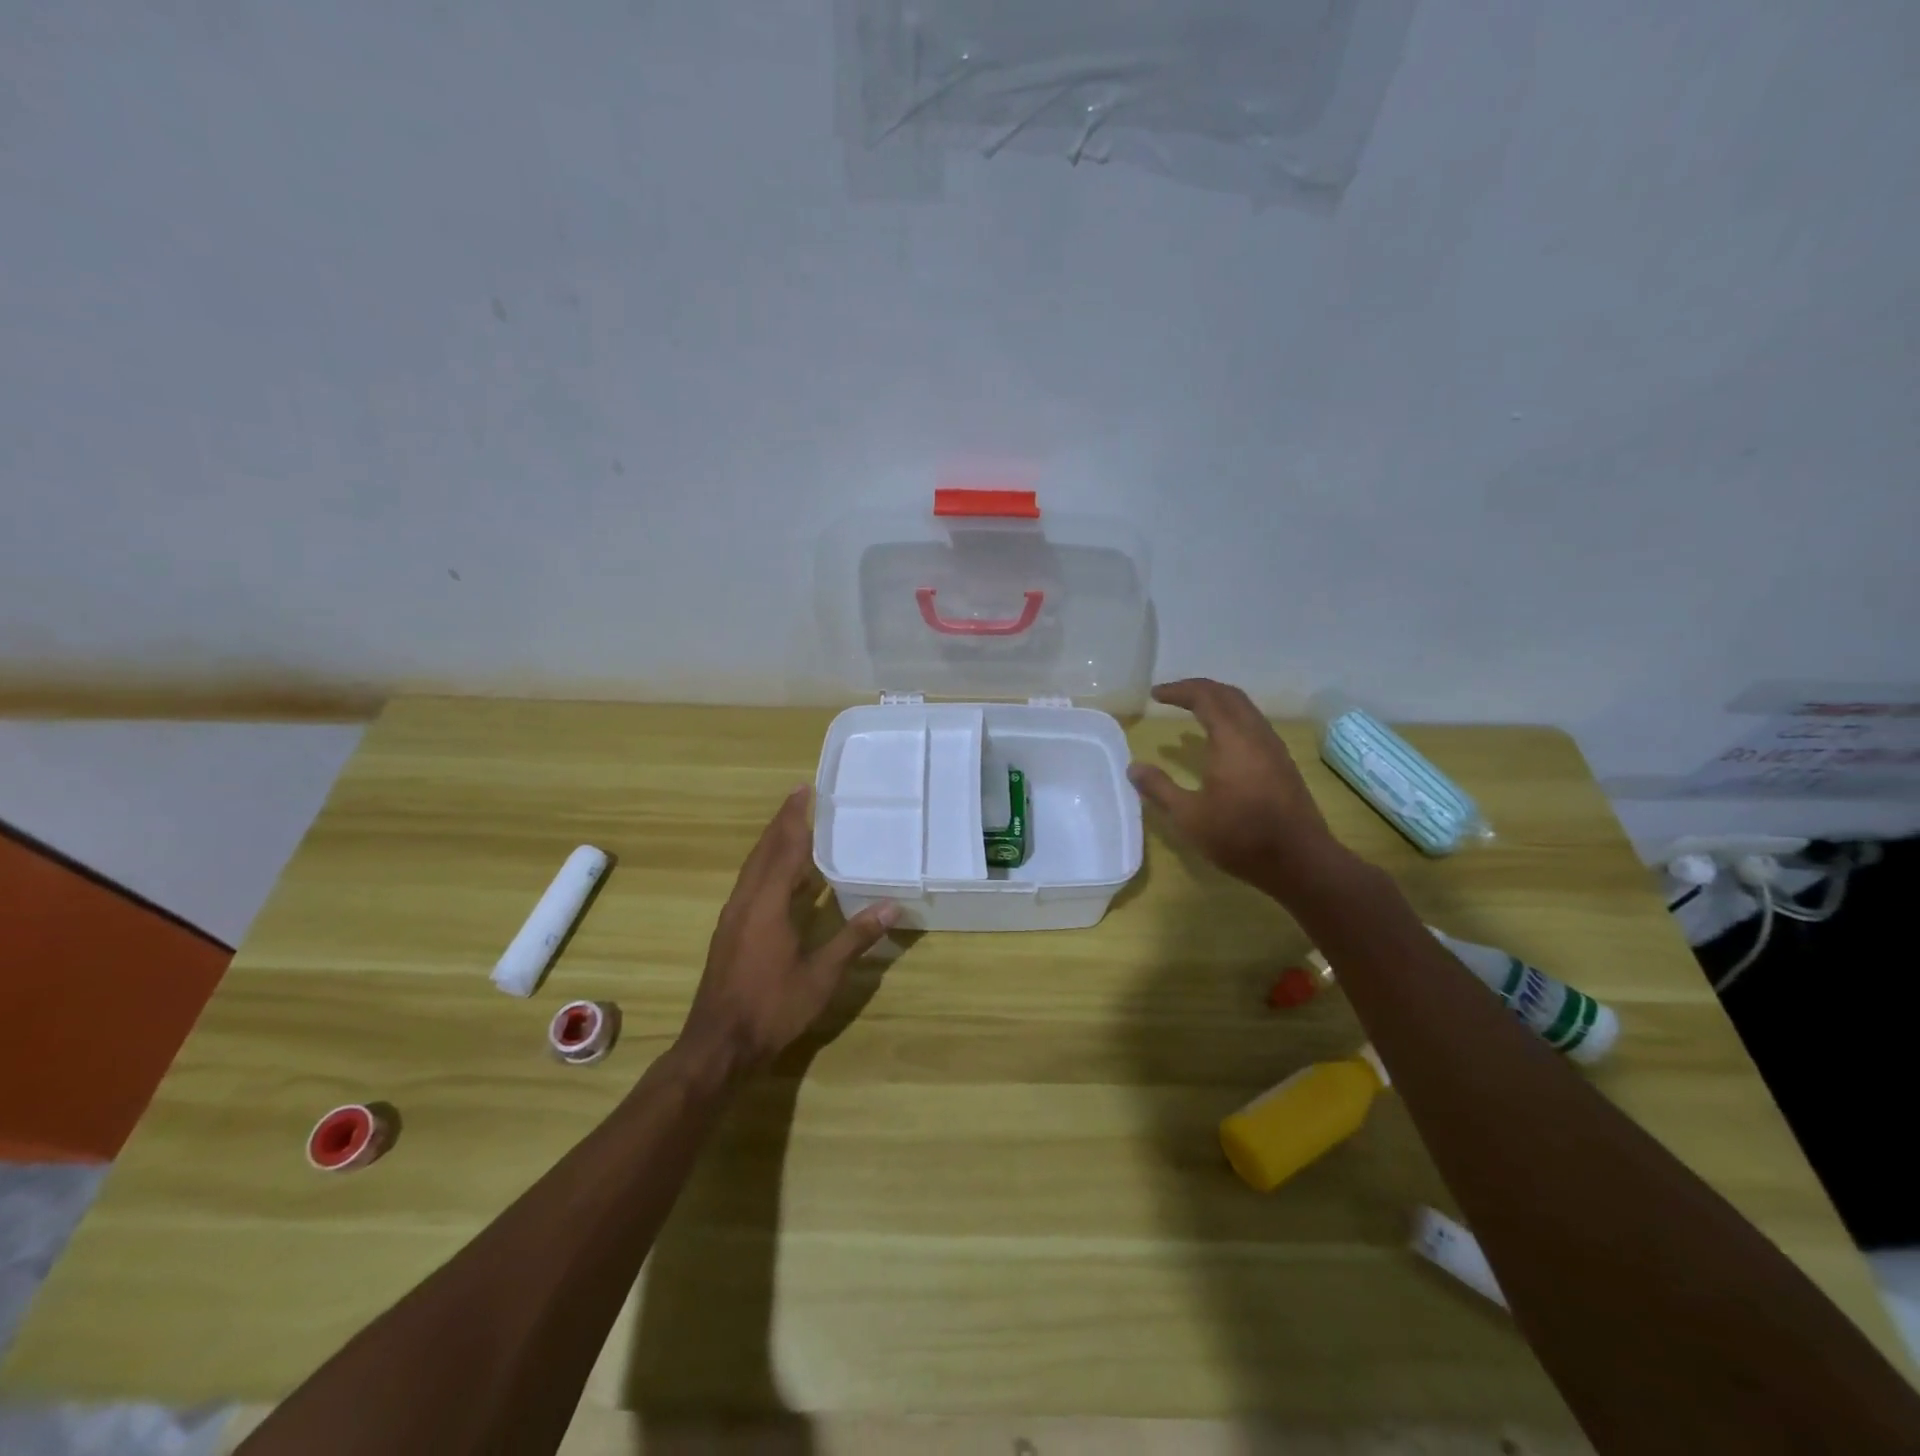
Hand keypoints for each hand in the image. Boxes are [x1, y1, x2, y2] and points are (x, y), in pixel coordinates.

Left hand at [677, 786, 897, 1080]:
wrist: (719, 1045)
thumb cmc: (772, 1007)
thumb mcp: (821, 975)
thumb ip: (854, 938)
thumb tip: (891, 906)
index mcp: (767, 904)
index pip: (785, 849)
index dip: (796, 818)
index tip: (805, 789)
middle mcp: (746, 901)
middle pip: (764, 851)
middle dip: (782, 822)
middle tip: (801, 796)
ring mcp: (734, 917)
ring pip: (754, 867)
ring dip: (773, 843)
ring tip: (795, 826)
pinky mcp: (730, 932)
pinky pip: (751, 884)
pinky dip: (767, 867)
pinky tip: (783, 877)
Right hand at [1128, 678, 1345, 898]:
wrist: (1300, 861)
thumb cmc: (1240, 836)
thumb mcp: (1189, 816)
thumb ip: (1160, 788)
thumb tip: (1134, 768)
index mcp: (1232, 739)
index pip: (1205, 697)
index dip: (1178, 691)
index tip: (1154, 695)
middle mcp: (1256, 735)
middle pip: (1228, 695)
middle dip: (1199, 689)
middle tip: (1172, 696)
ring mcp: (1274, 748)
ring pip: (1245, 709)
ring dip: (1217, 703)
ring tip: (1193, 712)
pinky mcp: (1282, 764)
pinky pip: (1254, 725)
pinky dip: (1231, 719)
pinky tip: (1219, 741)